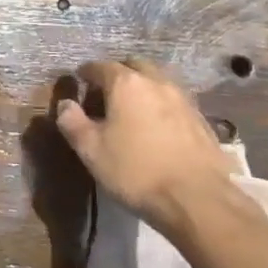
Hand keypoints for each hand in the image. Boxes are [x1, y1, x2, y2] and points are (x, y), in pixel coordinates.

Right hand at [55, 59, 236, 237]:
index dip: (87, 73)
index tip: (80, 83)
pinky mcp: (202, 121)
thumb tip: (65, 104)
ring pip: (158, 82)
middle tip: (107, 94)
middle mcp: (156, 82)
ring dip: (143, 89)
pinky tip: (159, 129)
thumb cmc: (136, 171)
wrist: (198, 201)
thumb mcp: (92, 151)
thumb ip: (72, 122)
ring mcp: (183, 100)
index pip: (100, 66)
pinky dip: (162, 107)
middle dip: (118, 74)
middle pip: (133, 67)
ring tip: (133, 111)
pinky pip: (175, 103)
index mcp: (126, 83)